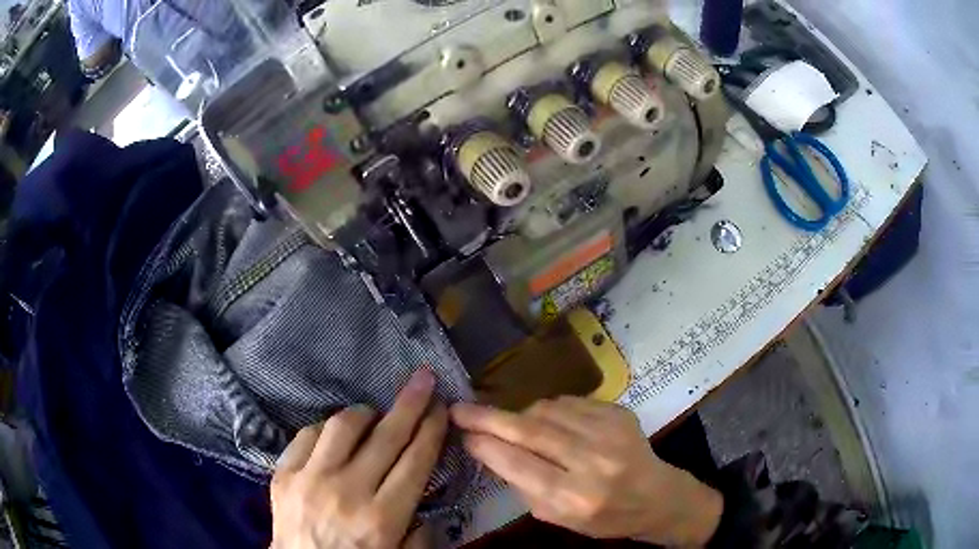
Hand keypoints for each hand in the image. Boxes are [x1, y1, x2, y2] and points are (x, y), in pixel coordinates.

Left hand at [270, 370, 445, 548]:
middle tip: (423, 379)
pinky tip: (334, 437)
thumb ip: (421, 533)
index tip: (441, 407)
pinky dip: (325, 430)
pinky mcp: (283, 474)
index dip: (431, 429)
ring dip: (364, 414)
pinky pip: (306, 435)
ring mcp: (310, 479)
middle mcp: (347, 491)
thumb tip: (426, 499)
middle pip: (386, 436)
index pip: (415, 461)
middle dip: (410, 403)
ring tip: (373, 417)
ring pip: (342, 426)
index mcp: (382, 517)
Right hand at [451, 397, 722, 546]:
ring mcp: (611, 432)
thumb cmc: (604, 517)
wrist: (656, 496)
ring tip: (514, 425)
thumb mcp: (558, 518)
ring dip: (522, 415)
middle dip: (490, 418)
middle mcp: (595, 463)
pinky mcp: (619, 412)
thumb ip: (525, 487)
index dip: (487, 447)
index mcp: (577, 498)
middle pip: (532, 431)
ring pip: (548, 410)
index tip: (462, 434)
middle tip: (460, 409)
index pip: (521, 466)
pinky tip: (550, 423)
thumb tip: (491, 450)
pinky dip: (549, 410)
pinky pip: (569, 402)